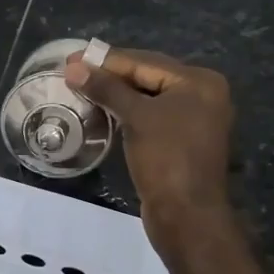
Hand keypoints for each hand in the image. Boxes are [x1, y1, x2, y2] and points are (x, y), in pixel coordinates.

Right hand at [64, 47, 234, 258]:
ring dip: (116, 94)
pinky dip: (127, 112)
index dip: (105, 60)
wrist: (186, 215)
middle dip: (110, 75)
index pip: (145, 62)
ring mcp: (194, 120)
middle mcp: (202, 95)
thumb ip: (106, 88)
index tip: (71, 59)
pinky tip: (103, 111)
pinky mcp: (181, 142)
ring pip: (147, 97)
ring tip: (82, 89)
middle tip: (72, 72)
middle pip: (148, 76)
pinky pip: (150, 117)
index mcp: (199, 82)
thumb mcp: (136, 117)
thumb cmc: (166, 158)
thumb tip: (73, 67)